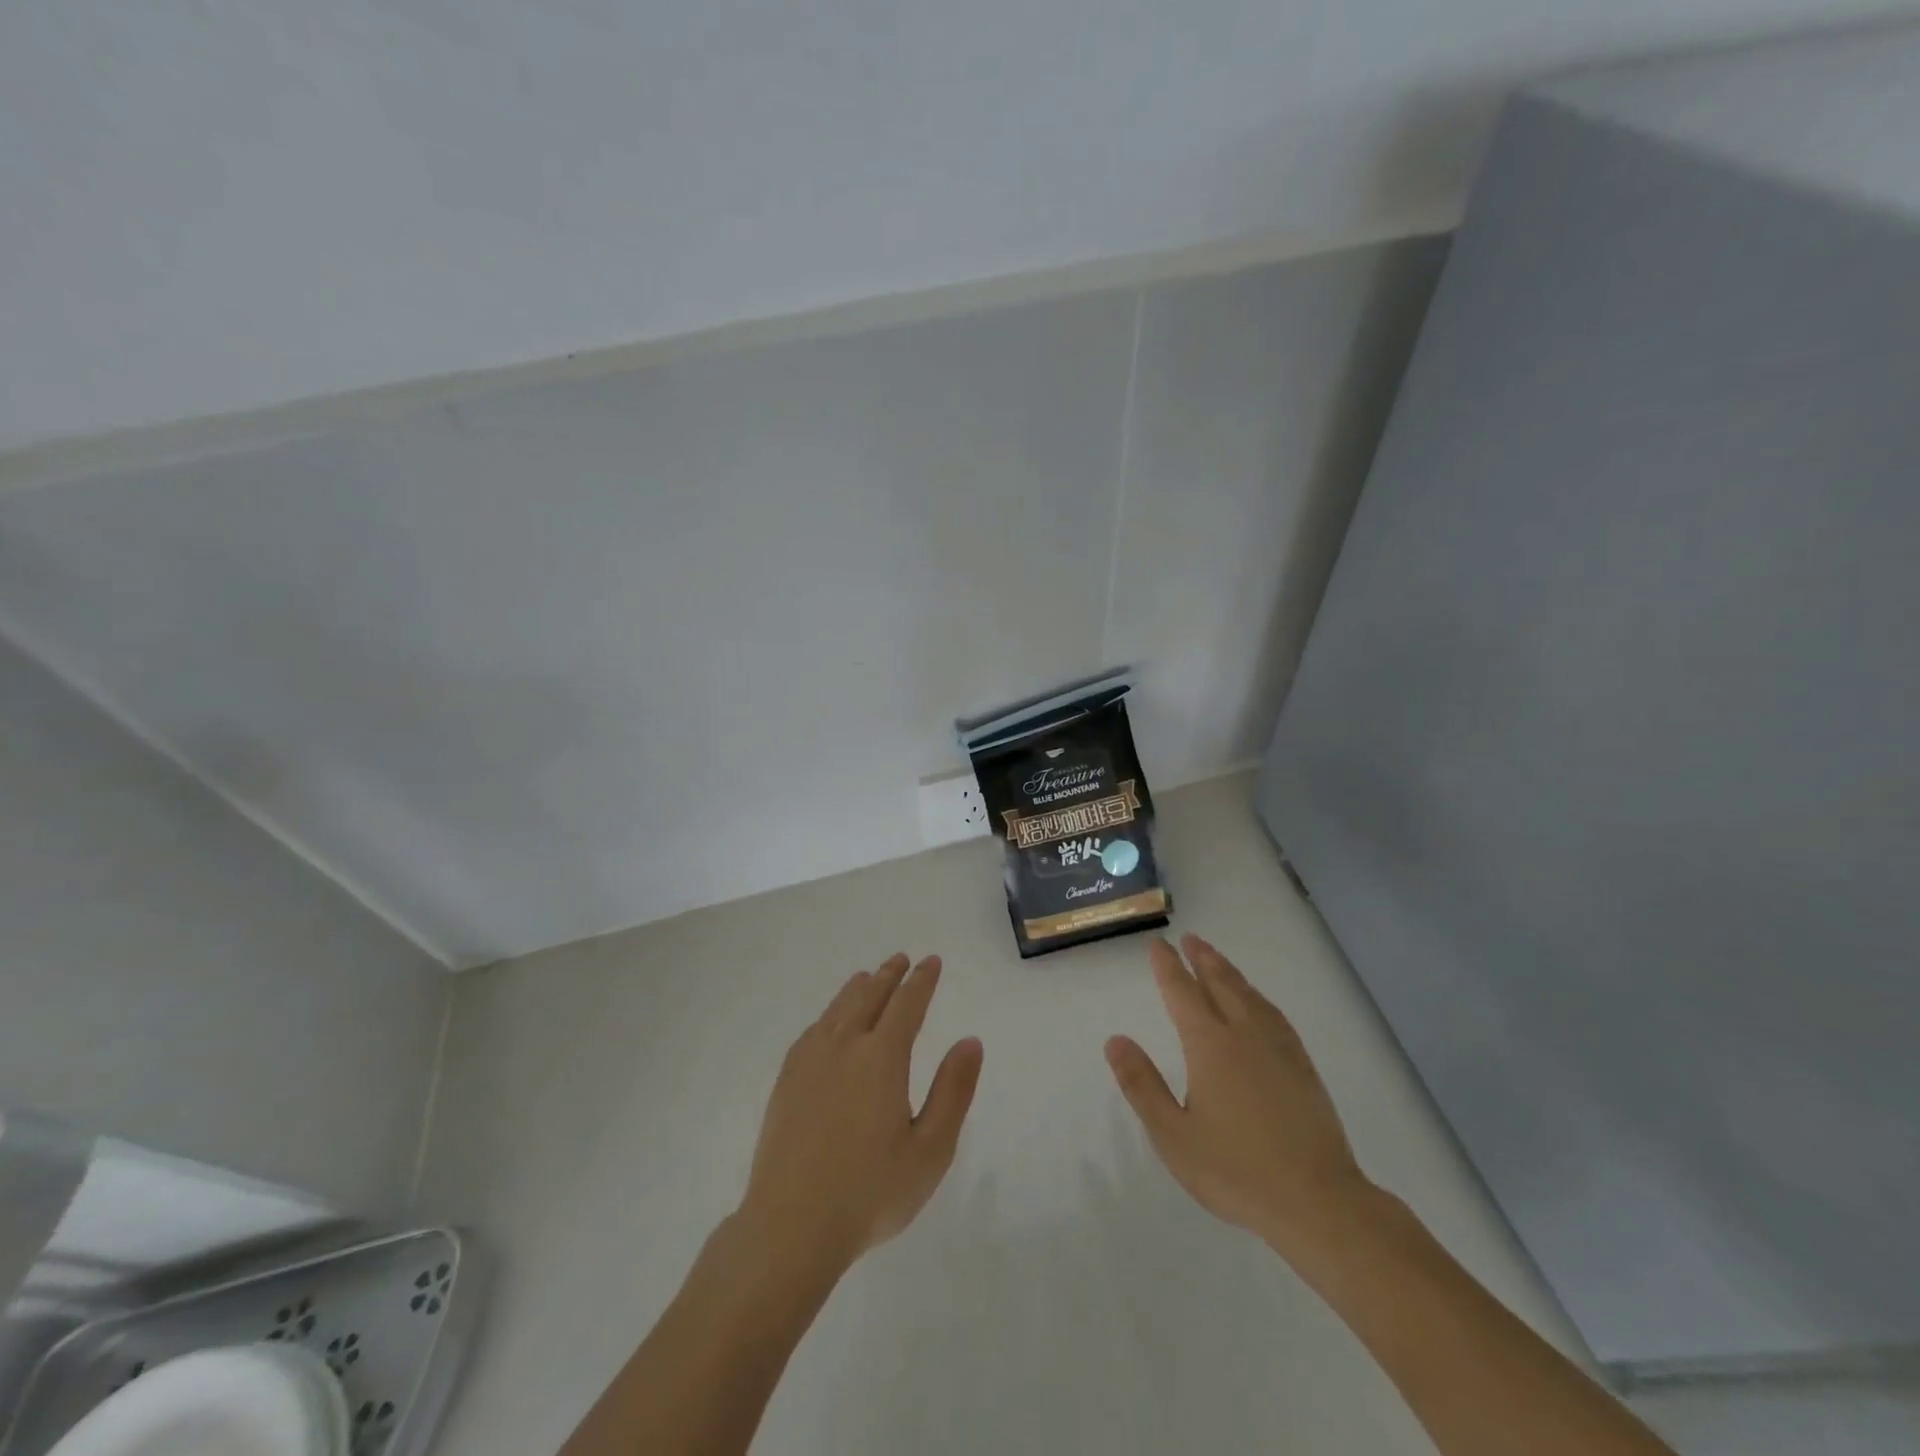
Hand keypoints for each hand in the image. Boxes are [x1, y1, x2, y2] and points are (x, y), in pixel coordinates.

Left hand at [739, 954, 982, 1275]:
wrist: (790, 1227)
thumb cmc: (870, 1192)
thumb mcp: (930, 1150)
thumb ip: (953, 1091)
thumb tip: (970, 1040)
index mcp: (882, 1058)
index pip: (907, 1004)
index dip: (921, 981)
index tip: (931, 962)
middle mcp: (844, 1046)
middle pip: (869, 997)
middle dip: (889, 976)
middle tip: (901, 960)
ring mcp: (810, 1061)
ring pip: (838, 1009)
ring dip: (857, 989)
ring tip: (867, 978)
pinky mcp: (786, 1081)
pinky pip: (812, 1030)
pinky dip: (828, 1014)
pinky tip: (829, 1022)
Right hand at [1106, 935, 1375, 1263]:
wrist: (1317, 1202)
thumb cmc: (1236, 1170)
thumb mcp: (1173, 1135)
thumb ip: (1142, 1085)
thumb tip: (1116, 1040)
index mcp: (1209, 1045)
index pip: (1182, 993)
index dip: (1168, 967)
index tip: (1158, 945)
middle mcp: (1244, 1035)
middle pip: (1220, 984)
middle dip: (1202, 959)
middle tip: (1190, 939)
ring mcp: (1278, 1049)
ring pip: (1250, 996)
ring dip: (1229, 973)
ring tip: (1217, 960)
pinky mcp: (1303, 1067)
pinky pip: (1275, 1015)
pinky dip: (1259, 998)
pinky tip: (1259, 1004)